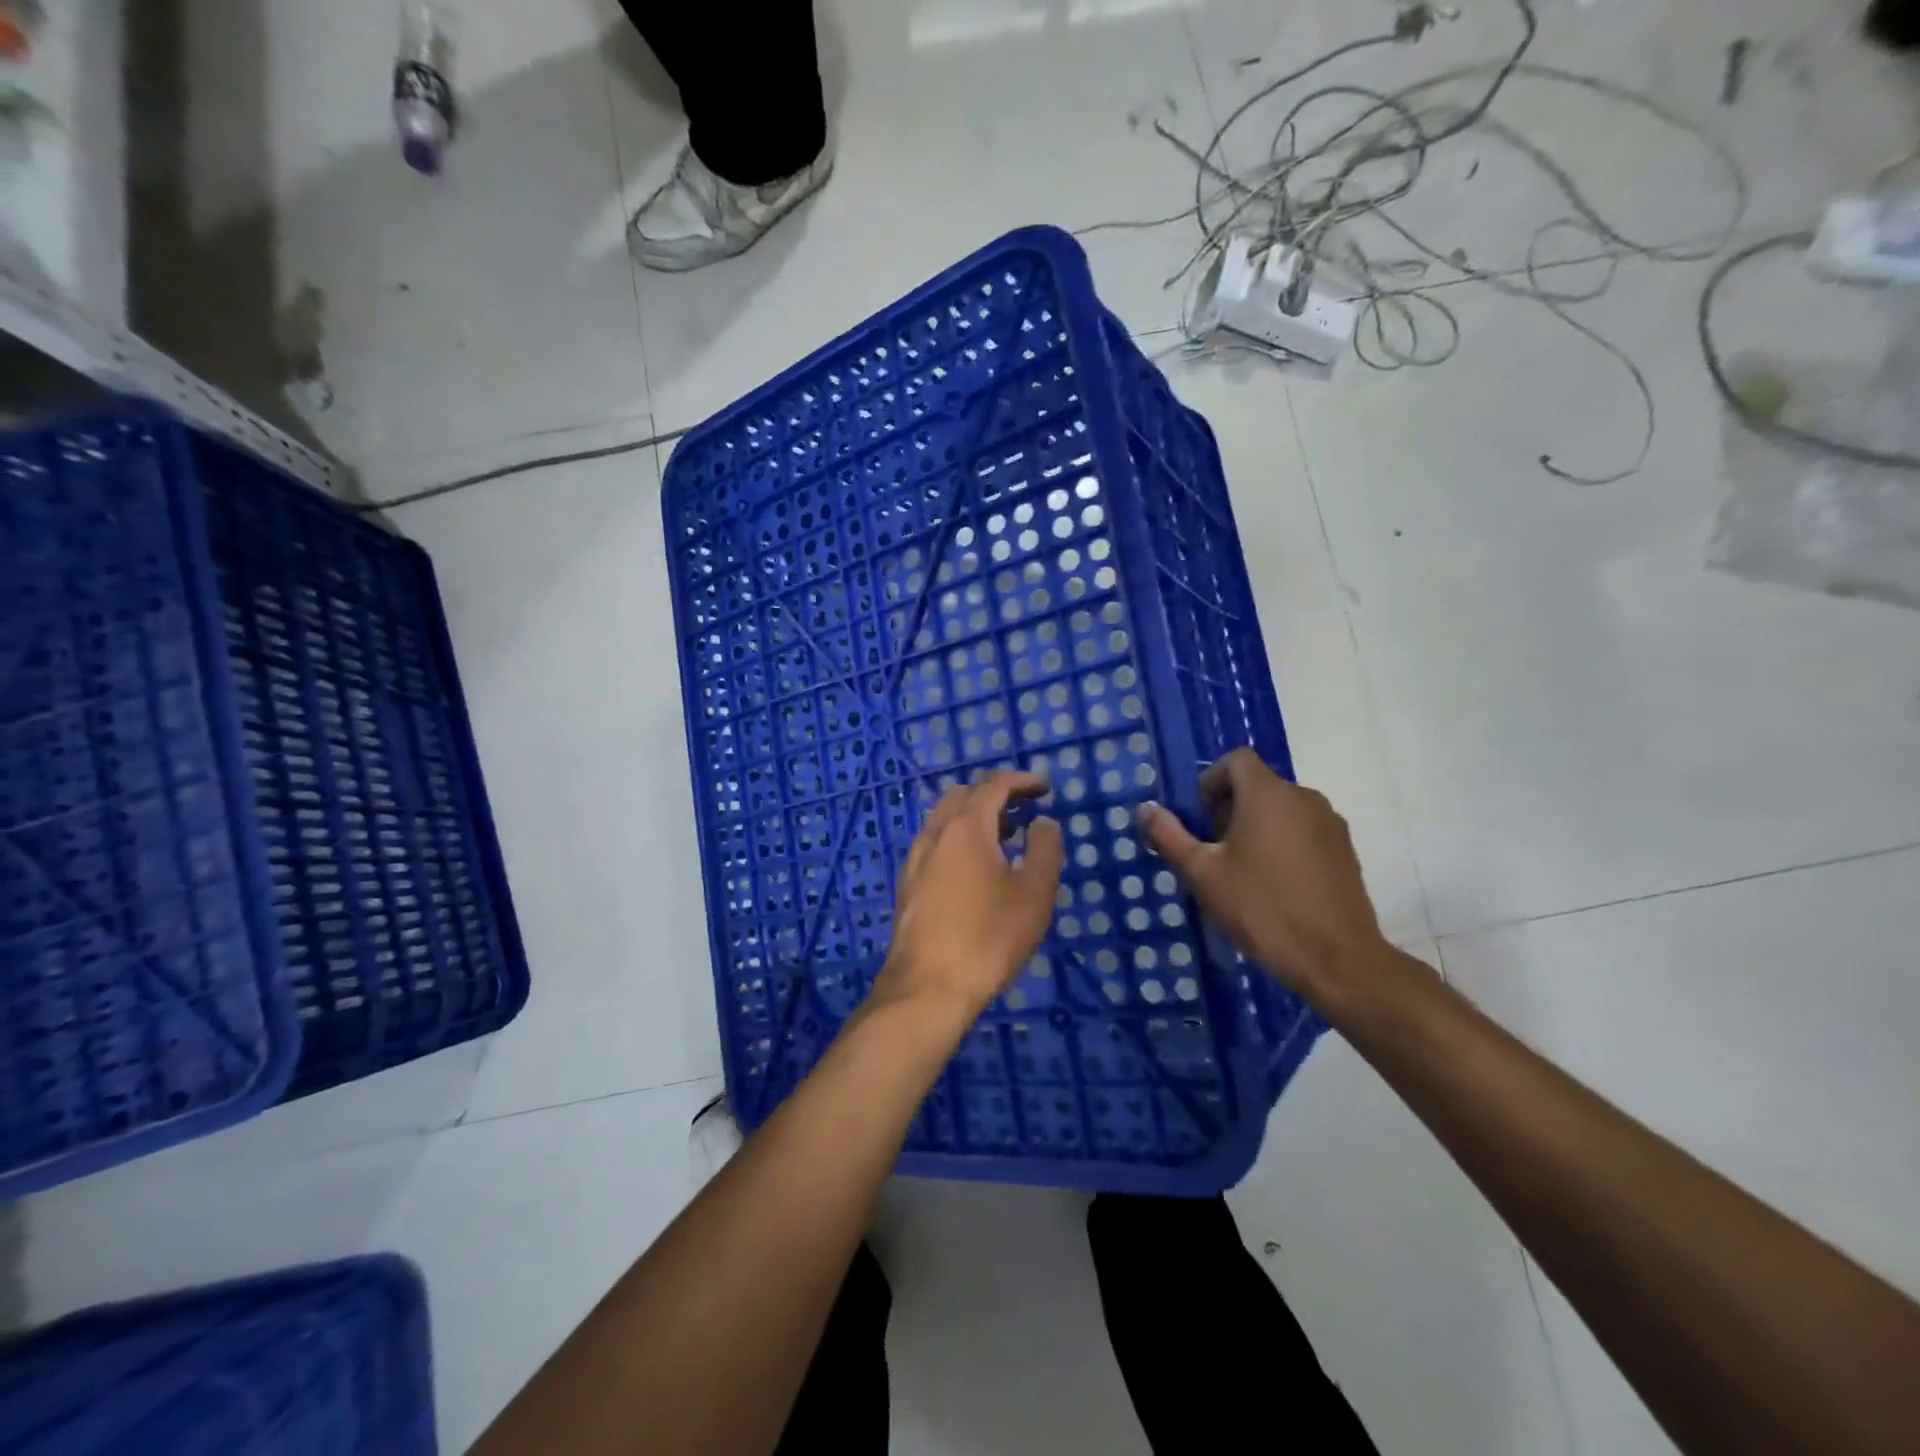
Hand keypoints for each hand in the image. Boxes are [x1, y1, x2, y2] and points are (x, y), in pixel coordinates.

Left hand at [871, 771, 1064, 1021]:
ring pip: (944, 820)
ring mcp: (915, 860)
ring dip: (975, 817)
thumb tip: (1042, 822)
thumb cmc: (988, 937)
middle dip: (995, 794)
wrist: (927, 987)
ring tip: (1005, 837)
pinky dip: (958, 838)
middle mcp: (935, 834)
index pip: (993, 786)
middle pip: (963, 796)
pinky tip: (974, 869)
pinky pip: (935, 844)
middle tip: (1025, 810)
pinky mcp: (908, 885)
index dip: (1021, 781)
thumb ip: (1044, 849)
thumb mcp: (1034, 893)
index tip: (1045, 788)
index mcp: (966, 827)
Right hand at [1139, 749, 1388, 1005]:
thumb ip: (1169, 836)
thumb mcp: (1202, 874)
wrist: (1337, 960)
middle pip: (1257, 786)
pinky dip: (1282, 844)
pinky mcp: (1345, 851)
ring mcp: (1330, 824)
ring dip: (1255, 828)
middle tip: (1213, 854)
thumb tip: (1146, 808)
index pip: (1235, 760)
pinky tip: (1274, 887)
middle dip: (1228, 810)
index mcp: (1268, 794)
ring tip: (1242, 874)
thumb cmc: (1262, 909)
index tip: (1199, 821)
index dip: (1210, 782)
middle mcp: (1303, 797)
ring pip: (1281, 810)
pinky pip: (1303, 831)